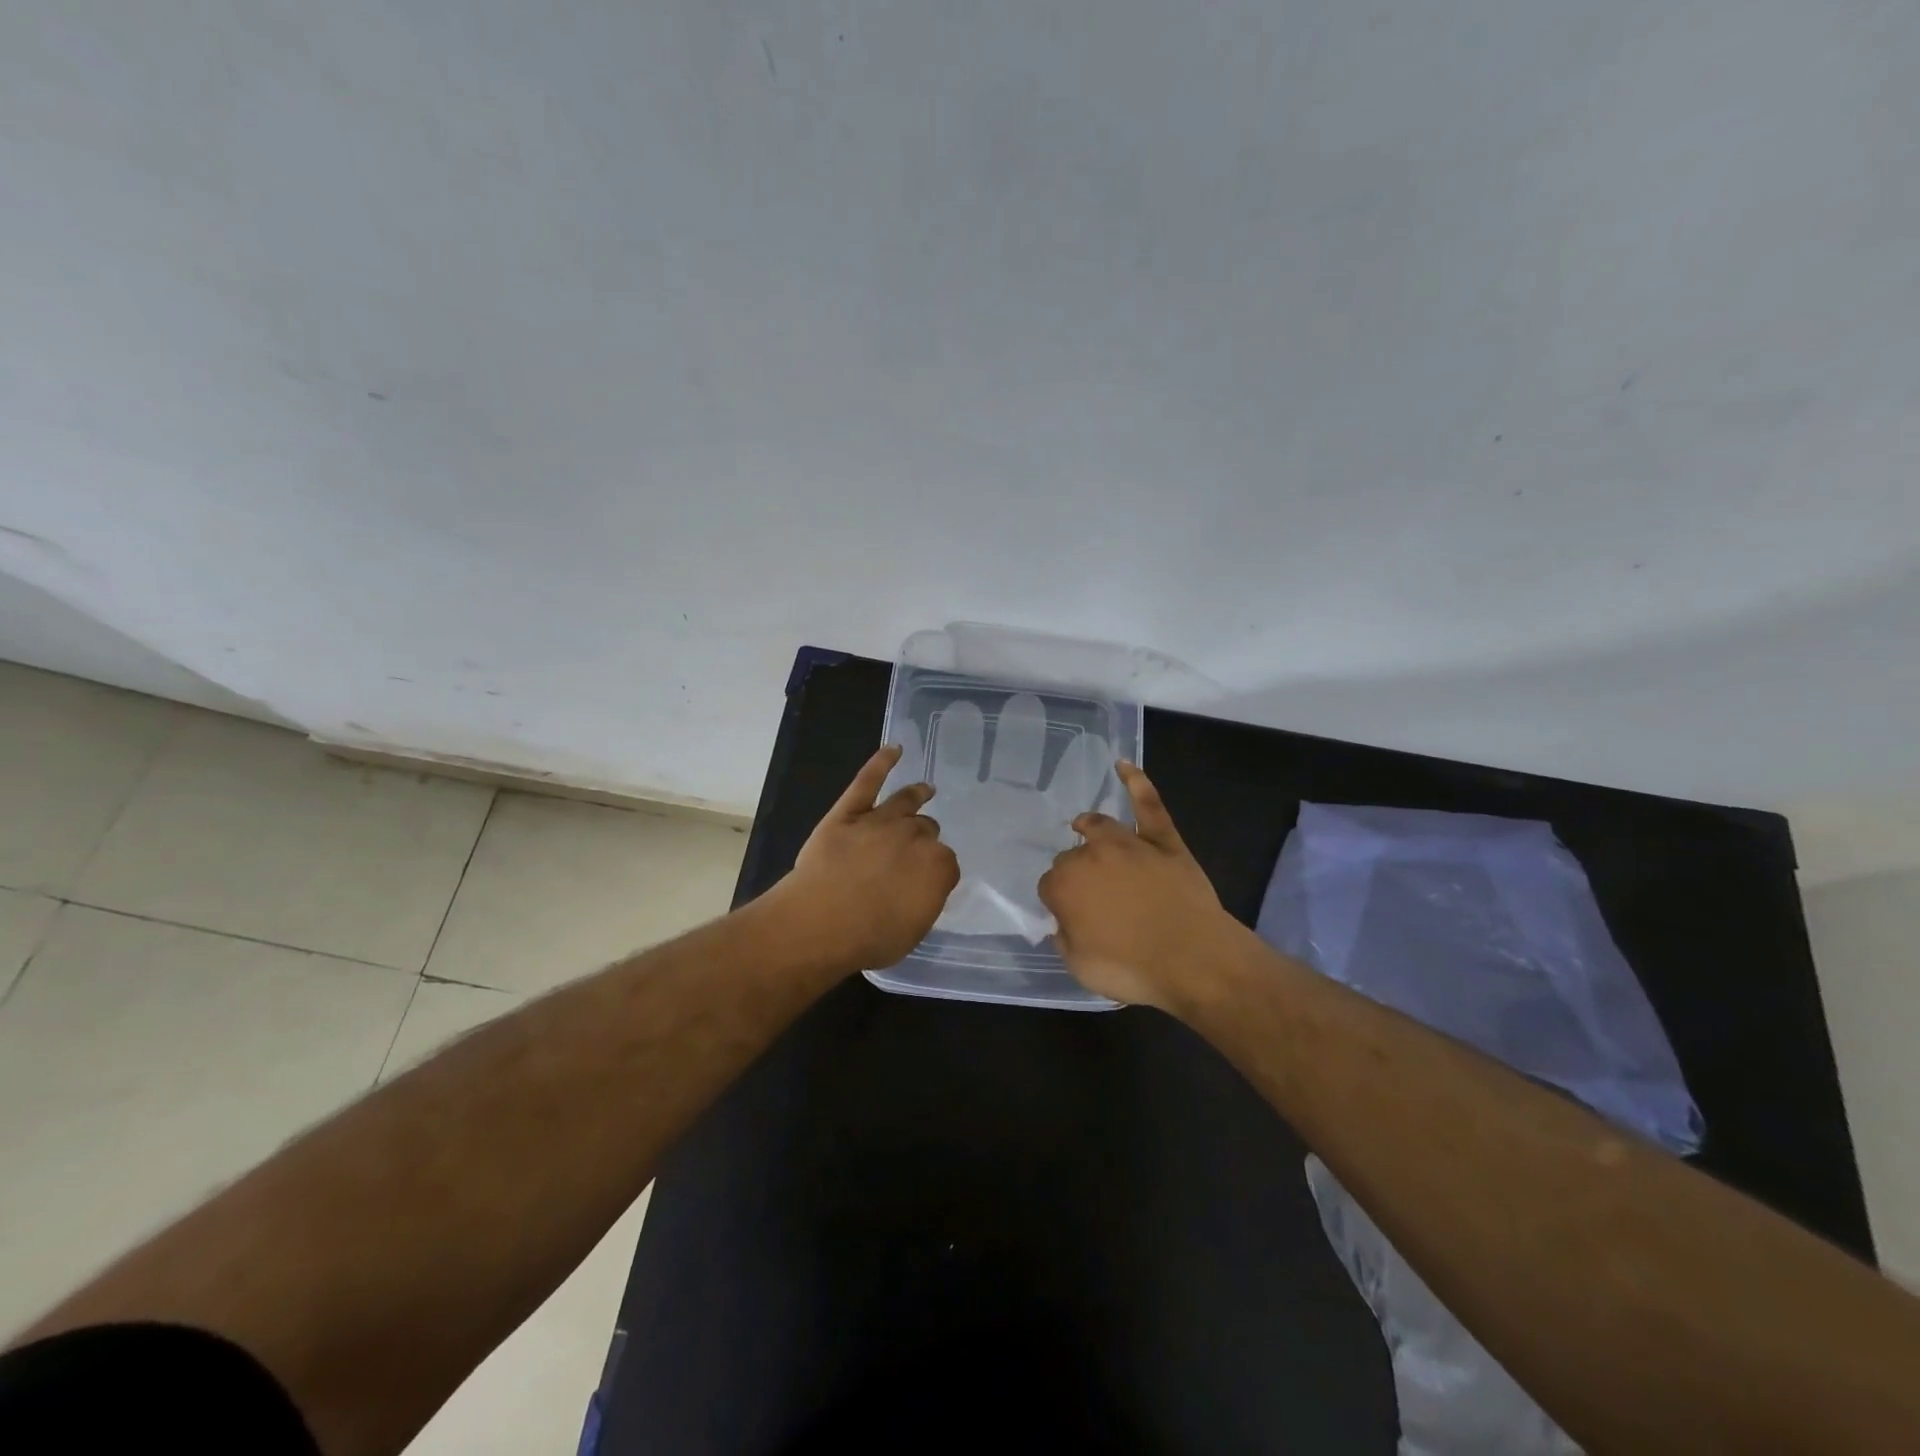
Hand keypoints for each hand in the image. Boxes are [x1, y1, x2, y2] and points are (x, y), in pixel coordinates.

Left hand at [768, 744, 960, 971]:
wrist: (822, 921)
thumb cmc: (869, 937)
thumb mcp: (912, 931)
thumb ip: (924, 901)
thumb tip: (922, 888)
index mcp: (938, 866)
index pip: (946, 863)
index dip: (936, 872)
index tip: (925, 882)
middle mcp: (915, 836)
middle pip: (926, 830)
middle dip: (923, 838)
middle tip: (914, 850)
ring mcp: (881, 820)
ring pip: (906, 802)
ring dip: (916, 795)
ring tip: (925, 790)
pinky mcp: (849, 811)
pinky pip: (868, 781)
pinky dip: (881, 763)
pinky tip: (893, 750)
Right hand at [1037, 762, 1244, 1010]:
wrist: (1194, 958)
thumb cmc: (1133, 968)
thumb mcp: (1081, 968)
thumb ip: (1065, 938)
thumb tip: (1064, 921)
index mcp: (1065, 885)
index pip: (1049, 886)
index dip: (1059, 902)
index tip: (1072, 919)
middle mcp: (1090, 855)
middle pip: (1072, 857)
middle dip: (1077, 873)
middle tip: (1092, 898)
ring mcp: (1129, 843)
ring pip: (1099, 825)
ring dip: (1089, 827)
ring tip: (1083, 827)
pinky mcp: (1163, 839)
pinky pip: (1148, 804)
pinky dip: (1136, 782)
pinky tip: (1123, 765)